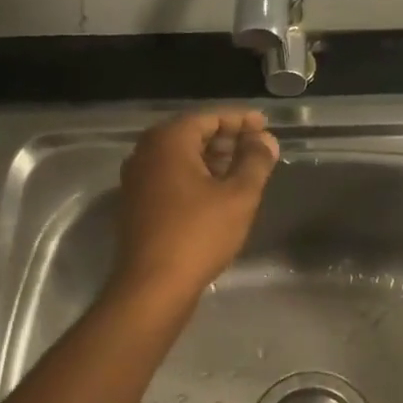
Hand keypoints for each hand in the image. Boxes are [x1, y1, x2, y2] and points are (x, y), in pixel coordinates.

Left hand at [111, 110, 278, 305]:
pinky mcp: (137, 204)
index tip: (265, 125)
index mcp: (168, 141)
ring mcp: (137, 179)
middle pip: (192, 134)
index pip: (209, 117)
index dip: (241, 120)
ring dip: (212, 159)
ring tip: (243, 170)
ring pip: (180, 158)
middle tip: (257, 147)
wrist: (153, 285)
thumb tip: (265, 140)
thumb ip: (255, 161)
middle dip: (227, 139)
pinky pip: (170, 178)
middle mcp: (146, 152)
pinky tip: (218, 194)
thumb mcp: (239, 196)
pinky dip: (195, 177)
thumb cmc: (199, 234)